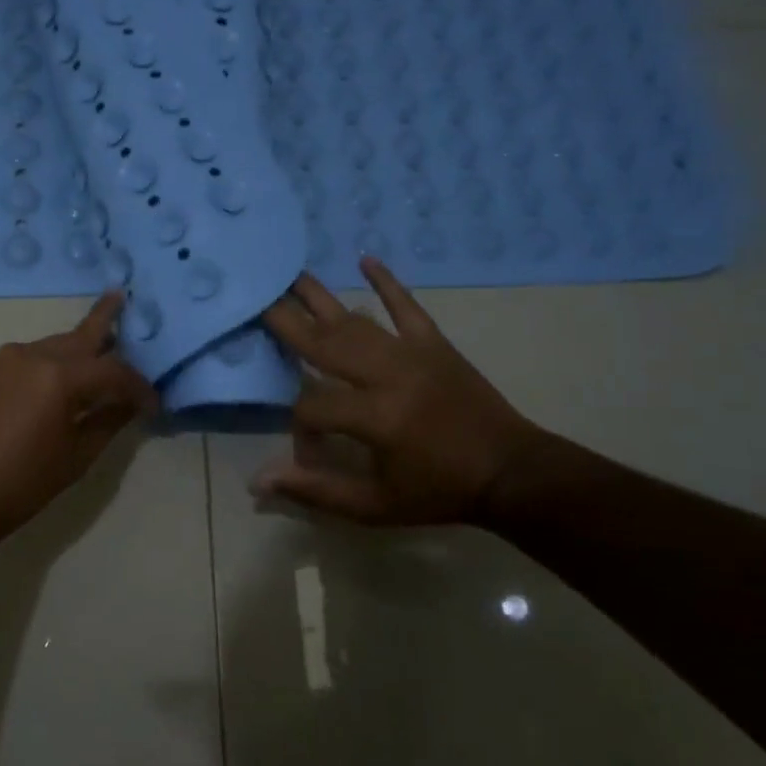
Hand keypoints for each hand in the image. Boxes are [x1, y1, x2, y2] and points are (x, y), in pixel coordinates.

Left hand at [0, 292, 156, 541]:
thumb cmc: (20, 483)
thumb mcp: (75, 457)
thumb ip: (108, 422)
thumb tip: (131, 404)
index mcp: (59, 376)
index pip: (114, 371)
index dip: (138, 387)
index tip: (154, 404)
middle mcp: (35, 355)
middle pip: (82, 335)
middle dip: (106, 319)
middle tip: (124, 297)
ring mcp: (10, 359)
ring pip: (59, 343)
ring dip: (84, 345)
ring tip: (109, 344)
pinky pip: (39, 355)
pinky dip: (61, 359)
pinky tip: (74, 373)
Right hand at [256, 257, 548, 526]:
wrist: (510, 473)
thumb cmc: (438, 492)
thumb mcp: (374, 506)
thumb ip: (315, 491)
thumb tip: (258, 481)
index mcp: (374, 416)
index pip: (311, 407)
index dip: (299, 429)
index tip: (306, 451)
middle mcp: (388, 374)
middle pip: (324, 343)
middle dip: (286, 322)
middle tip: (255, 297)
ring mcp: (412, 353)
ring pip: (356, 321)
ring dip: (321, 297)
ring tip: (289, 275)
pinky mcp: (435, 344)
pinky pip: (407, 307)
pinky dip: (387, 282)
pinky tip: (366, 259)